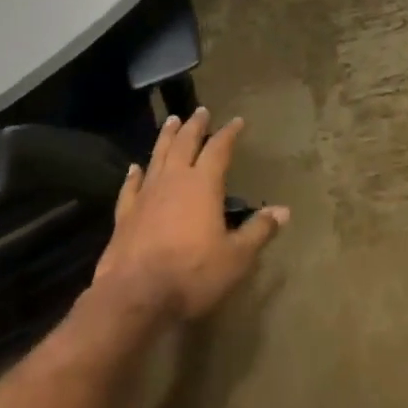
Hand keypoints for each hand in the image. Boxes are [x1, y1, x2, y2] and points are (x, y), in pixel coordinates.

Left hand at [92, 108, 289, 322]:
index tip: (237, 121)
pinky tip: (134, 167)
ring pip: (158, 156)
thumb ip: (258, 231)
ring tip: (172, 121)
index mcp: (203, 184)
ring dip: (166, 137)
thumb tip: (283, 210)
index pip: (219, 149)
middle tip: (200, 111)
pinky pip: (130, 186)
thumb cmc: (192, 274)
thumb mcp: (236, 258)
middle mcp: (174, 180)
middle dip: (195, 126)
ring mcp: (146, 195)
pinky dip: (134, 174)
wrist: (133, 296)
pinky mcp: (125, 214)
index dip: (229, 133)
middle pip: (185, 143)